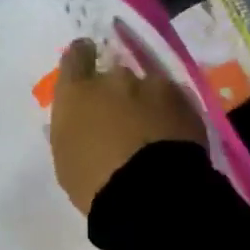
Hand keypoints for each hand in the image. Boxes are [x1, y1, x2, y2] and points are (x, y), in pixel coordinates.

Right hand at [49, 27, 205, 214]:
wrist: (149, 193)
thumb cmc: (94, 182)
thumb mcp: (66, 157)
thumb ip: (71, 126)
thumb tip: (81, 119)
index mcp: (78, 92)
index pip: (77, 56)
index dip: (82, 56)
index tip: (87, 62)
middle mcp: (114, 79)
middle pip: (114, 75)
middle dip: (116, 92)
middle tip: (121, 120)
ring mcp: (152, 86)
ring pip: (147, 87)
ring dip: (146, 102)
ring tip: (151, 132)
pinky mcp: (184, 100)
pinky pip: (173, 100)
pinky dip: (170, 113)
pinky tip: (171, 136)